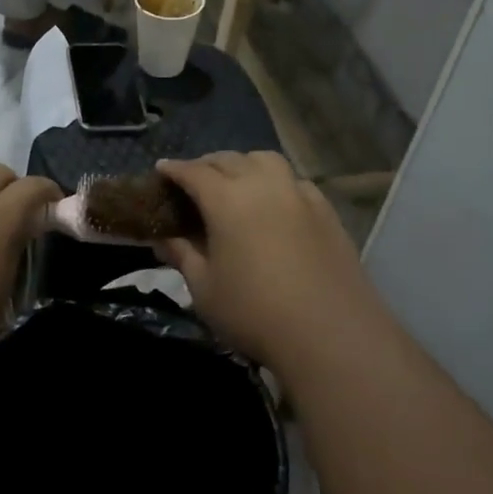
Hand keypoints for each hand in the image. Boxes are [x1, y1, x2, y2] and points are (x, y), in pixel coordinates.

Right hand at [154, 151, 385, 368]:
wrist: (330, 333)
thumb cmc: (254, 312)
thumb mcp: (204, 289)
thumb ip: (183, 255)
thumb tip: (164, 238)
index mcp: (227, 199)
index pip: (194, 172)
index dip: (174, 169)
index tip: (161, 169)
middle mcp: (263, 185)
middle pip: (230, 160)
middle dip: (206, 164)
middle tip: (193, 180)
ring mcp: (299, 195)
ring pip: (266, 161)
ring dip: (244, 164)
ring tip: (235, 182)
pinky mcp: (326, 211)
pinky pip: (294, 181)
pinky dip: (275, 181)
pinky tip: (274, 203)